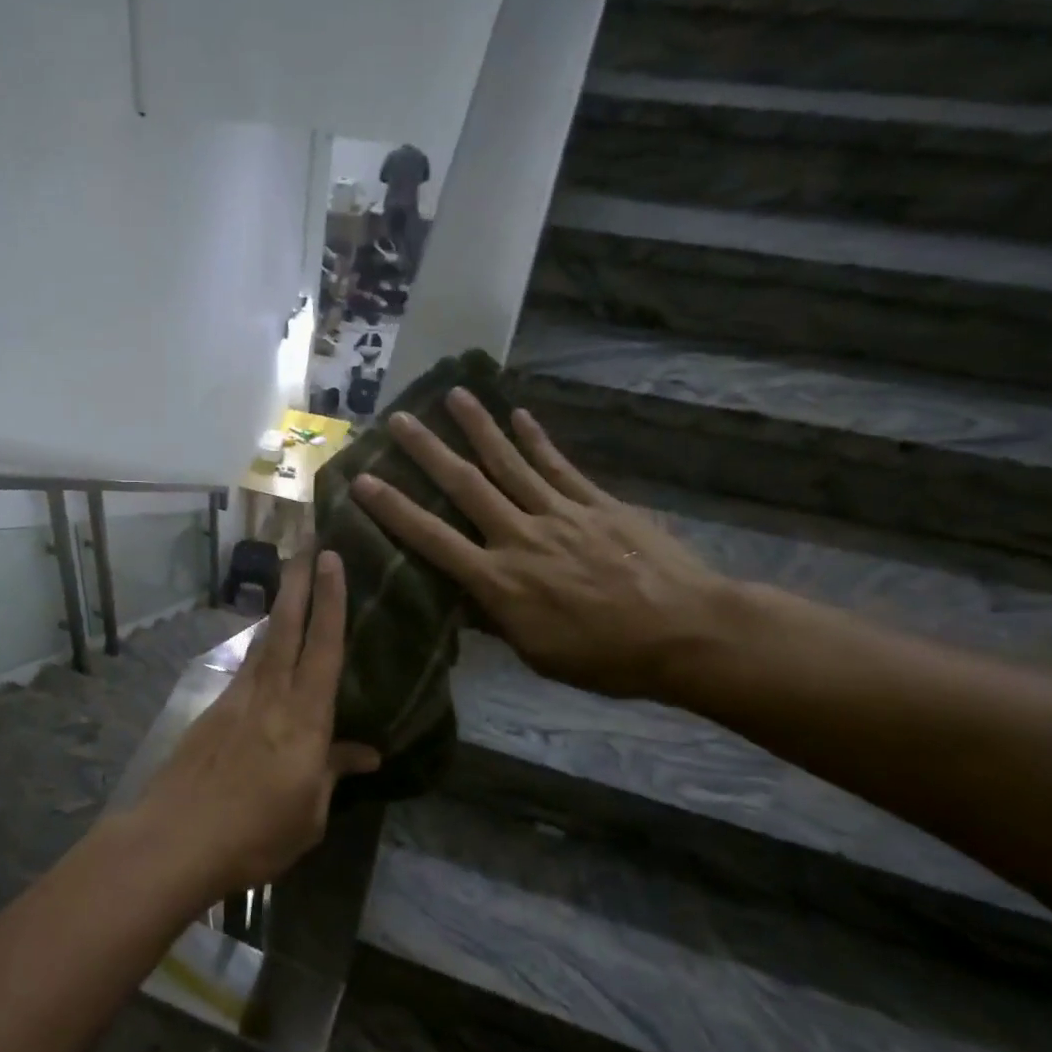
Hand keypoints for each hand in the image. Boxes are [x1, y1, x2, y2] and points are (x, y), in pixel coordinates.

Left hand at [131, 552, 380, 891]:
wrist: (176, 837)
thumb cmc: (255, 834)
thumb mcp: (309, 814)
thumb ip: (334, 773)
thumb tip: (368, 752)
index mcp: (305, 719)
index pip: (325, 648)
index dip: (332, 601)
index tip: (332, 559)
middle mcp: (271, 696)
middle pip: (287, 627)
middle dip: (299, 582)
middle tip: (306, 543)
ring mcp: (237, 700)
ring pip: (263, 642)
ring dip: (279, 608)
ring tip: (289, 582)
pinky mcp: (212, 711)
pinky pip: (245, 668)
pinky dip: (258, 647)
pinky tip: (262, 647)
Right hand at [351, 388, 732, 701]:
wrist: (688, 633)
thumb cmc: (606, 656)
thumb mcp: (536, 652)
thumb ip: (494, 619)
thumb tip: (458, 598)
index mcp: (499, 581)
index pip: (433, 539)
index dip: (395, 509)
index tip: (363, 481)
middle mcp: (521, 537)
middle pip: (466, 486)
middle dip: (428, 451)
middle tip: (399, 419)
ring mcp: (561, 514)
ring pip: (510, 464)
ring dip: (478, 428)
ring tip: (453, 395)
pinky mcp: (597, 504)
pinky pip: (559, 467)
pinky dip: (537, 440)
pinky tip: (519, 416)